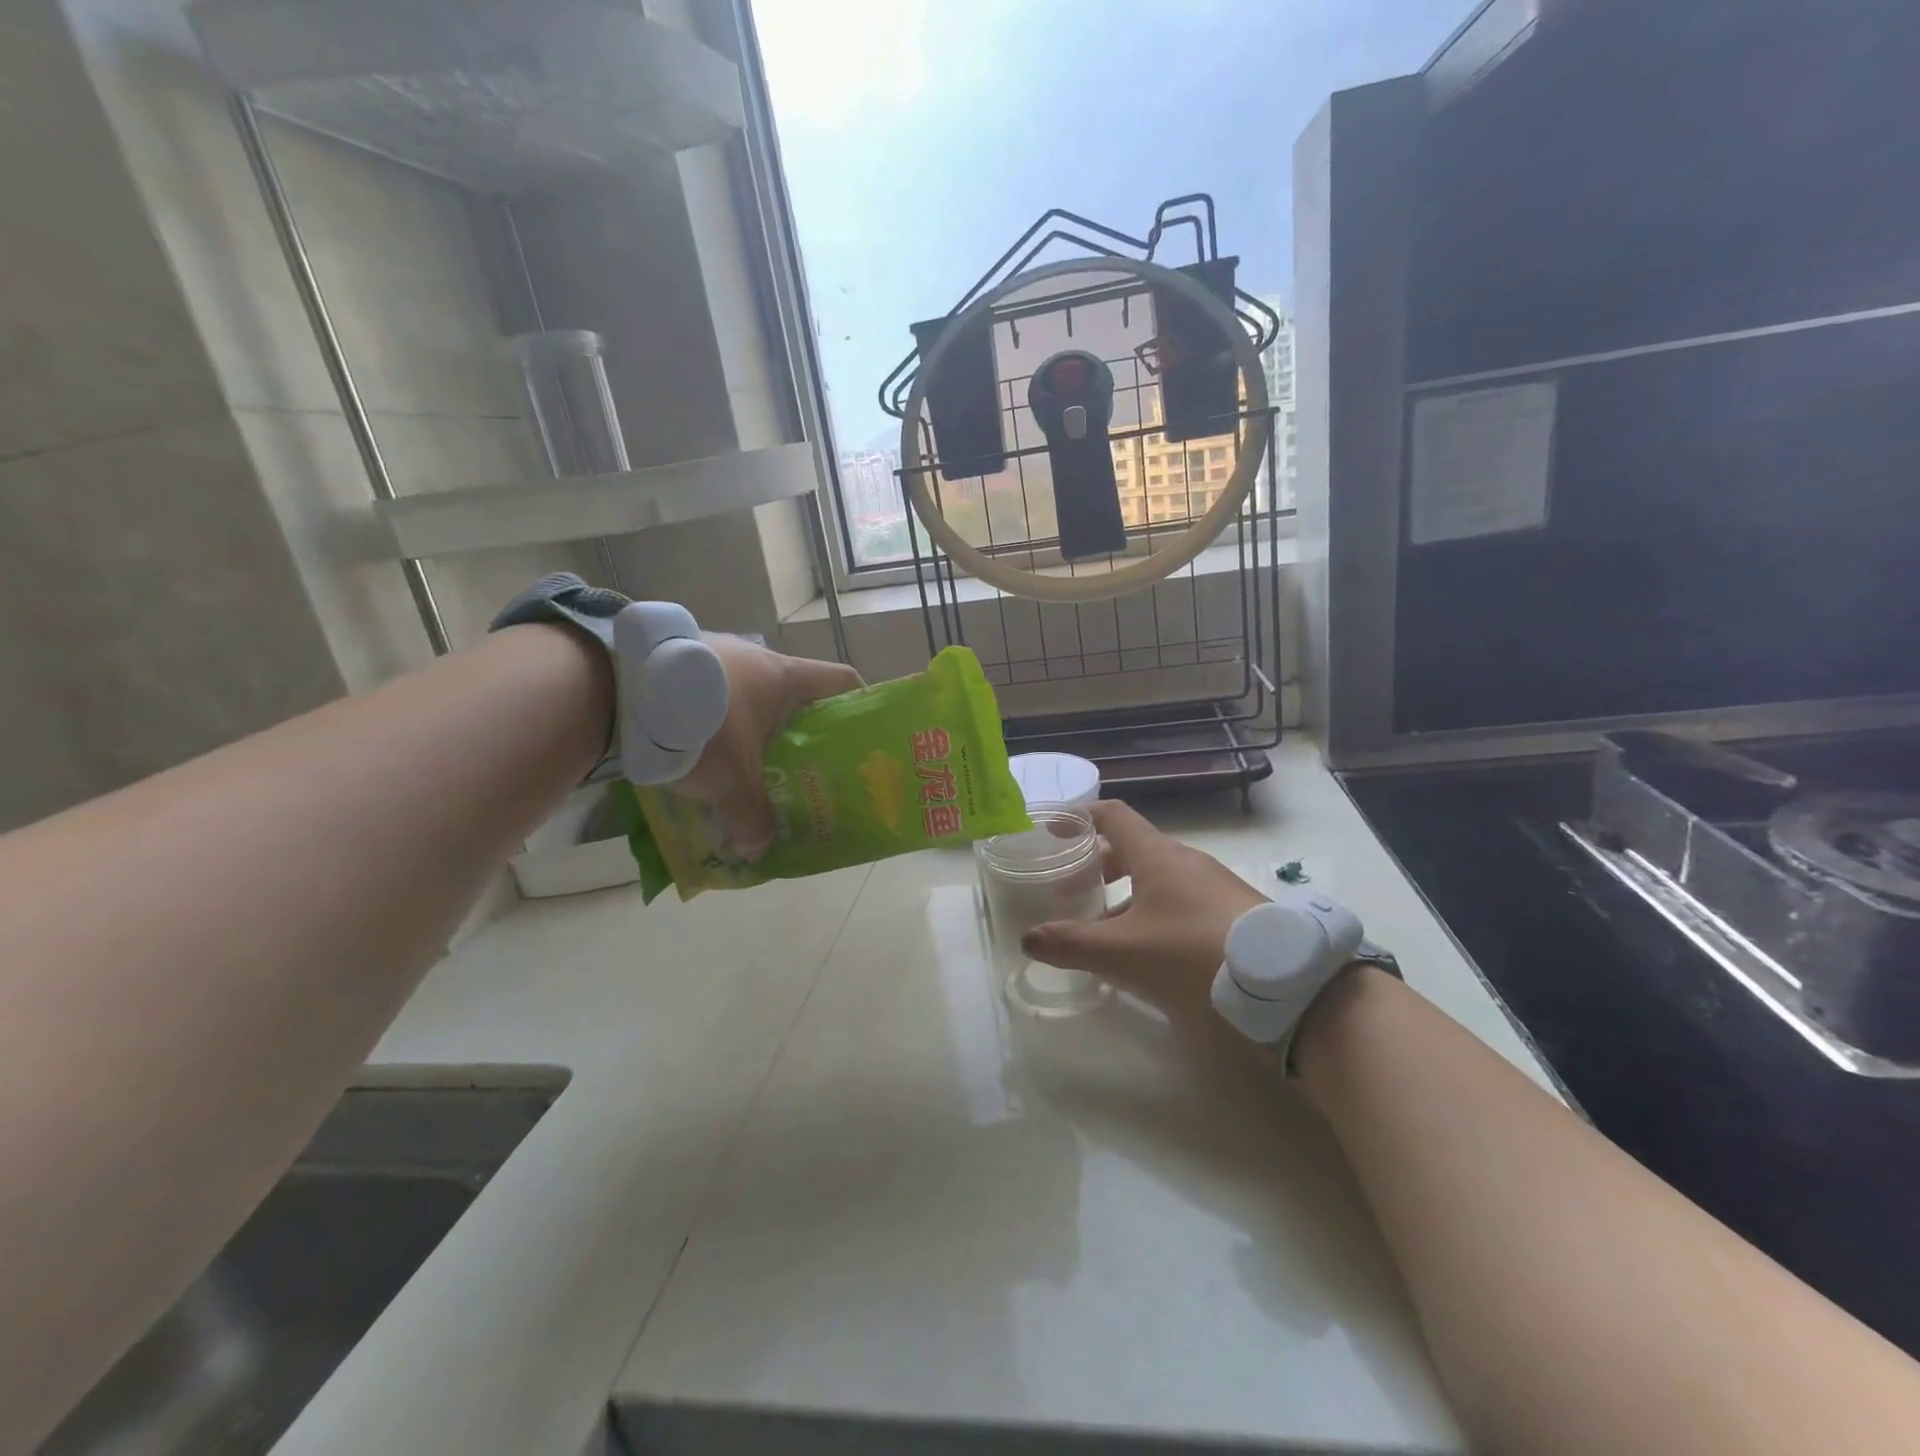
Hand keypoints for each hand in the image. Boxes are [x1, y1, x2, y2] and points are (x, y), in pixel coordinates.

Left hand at [671, 636, 861, 857]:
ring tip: (746, 764)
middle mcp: (757, 658)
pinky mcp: (681, 661)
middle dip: (802, 731)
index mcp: (785, 677)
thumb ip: (751, 818)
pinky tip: (699, 747)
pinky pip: (714, 692)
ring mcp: (717, 653)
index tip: (858, 737)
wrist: (617, 687)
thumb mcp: (730, 782)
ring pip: (752, 695)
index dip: (858, 705)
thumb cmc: (700, 725)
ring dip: (755, 727)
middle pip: (797, 694)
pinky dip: (717, 719)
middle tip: (801, 767)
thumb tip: (759, 852)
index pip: (842, 681)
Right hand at [1021, 799, 1267, 1022]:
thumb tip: (1027, 938)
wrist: (1285, 986)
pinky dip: (1154, 912)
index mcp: (1157, 856)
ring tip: (1105, 929)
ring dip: (1126, 894)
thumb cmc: (1192, 955)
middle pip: (1133, 849)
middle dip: (1098, 865)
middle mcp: (1186, 861)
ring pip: (1159, 878)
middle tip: (1071, 891)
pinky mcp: (1235, 913)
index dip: (1081, 817)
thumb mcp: (1123, 954)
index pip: (1113, 815)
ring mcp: (1215, 886)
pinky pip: (1183, 900)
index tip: (1055, 830)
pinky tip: (1150, 952)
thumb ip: (1072, 944)